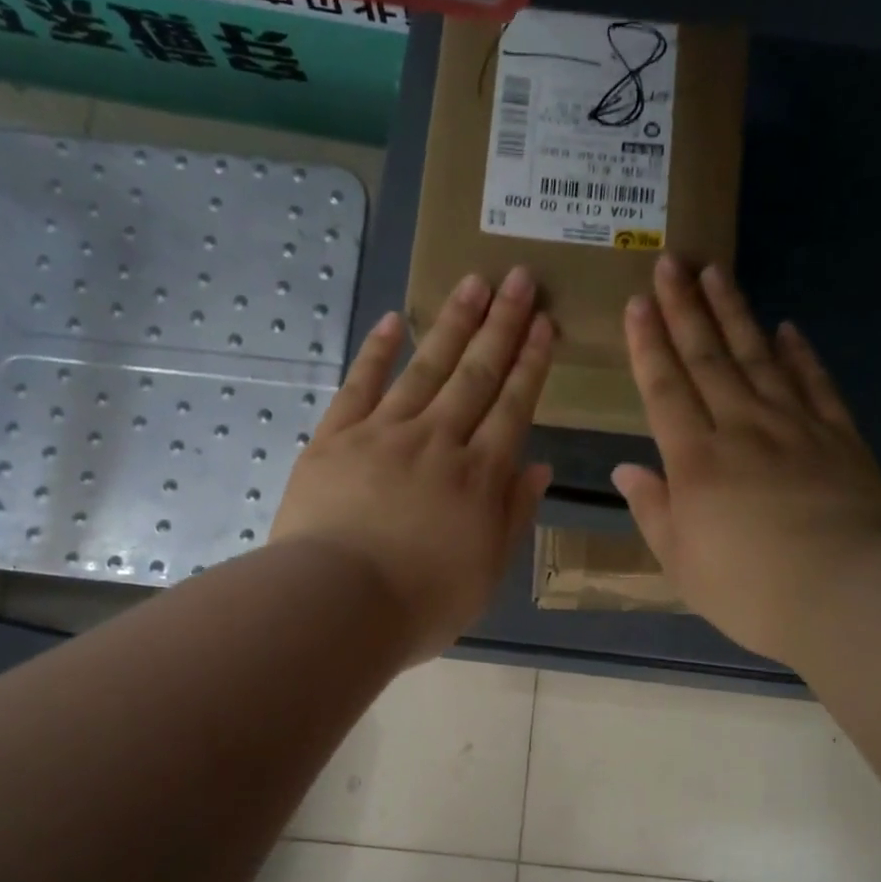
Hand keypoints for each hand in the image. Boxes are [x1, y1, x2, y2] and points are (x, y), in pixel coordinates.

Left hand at [272, 267, 553, 664]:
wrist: (338, 604)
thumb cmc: (421, 603)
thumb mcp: (486, 572)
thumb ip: (513, 515)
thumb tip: (540, 466)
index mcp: (478, 477)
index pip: (513, 407)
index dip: (531, 364)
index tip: (545, 323)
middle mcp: (437, 442)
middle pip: (475, 375)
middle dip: (501, 325)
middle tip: (519, 277)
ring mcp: (383, 434)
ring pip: (426, 369)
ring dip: (452, 325)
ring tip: (473, 282)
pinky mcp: (335, 438)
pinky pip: (360, 385)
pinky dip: (377, 352)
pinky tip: (394, 321)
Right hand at [615, 257, 880, 664]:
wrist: (846, 592)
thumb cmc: (749, 589)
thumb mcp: (682, 563)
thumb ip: (653, 511)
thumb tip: (626, 471)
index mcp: (695, 462)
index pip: (665, 390)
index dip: (648, 346)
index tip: (637, 303)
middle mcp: (741, 429)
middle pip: (708, 359)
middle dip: (685, 309)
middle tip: (671, 262)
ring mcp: (795, 426)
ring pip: (758, 357)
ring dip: (734, 314)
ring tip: (717, 273)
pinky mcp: (839, 436)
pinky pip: (815, 383)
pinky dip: (800, 353)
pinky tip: (788, 328)